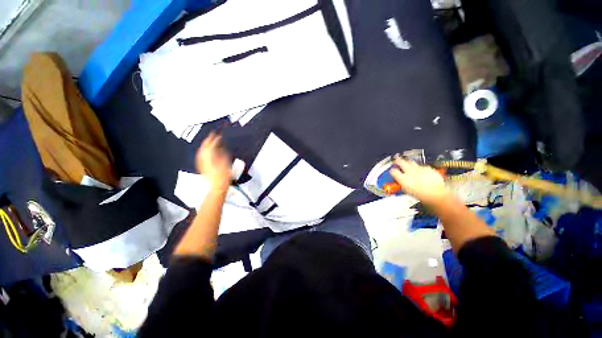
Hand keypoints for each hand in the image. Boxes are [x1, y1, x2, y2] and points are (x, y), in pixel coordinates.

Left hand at [196, 132, 231, 191]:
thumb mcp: (226, 163)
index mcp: (210, 156)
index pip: (211, 144)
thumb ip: (224, 154)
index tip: (218, 135)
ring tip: (209, 142)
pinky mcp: (202, 166)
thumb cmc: (222, 177)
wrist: (216, 187)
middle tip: (212, 135)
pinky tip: (207, 152)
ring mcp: (201, 163)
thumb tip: (222, 149)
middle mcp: (203, 158)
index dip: (215, 138)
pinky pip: (201, 155)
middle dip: (208, 140)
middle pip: (204, 146)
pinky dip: (204, 151)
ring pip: (201, 150)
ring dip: (205, 145)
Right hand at [389, 158, 448, 204]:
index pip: (393, 171)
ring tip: (408, 165)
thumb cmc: (422, 196)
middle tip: (397, 160)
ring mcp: (419, 169)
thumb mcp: (408, 191)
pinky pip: (422, 166)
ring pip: (411, 162)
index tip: (392, 171)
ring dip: (408, 163)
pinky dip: (420, 168)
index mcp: (403, 179)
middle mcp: (410, 172)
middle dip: (398, 160)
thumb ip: (402, 184)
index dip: (392, 171)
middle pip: (401, 162)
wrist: (438, 194)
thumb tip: (400, 181)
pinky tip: (422, 172)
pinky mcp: (428, 168)